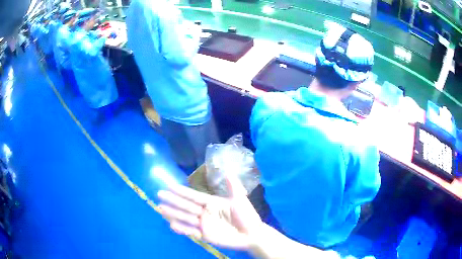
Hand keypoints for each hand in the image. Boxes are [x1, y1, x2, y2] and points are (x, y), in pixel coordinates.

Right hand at [157, 175, 262, 249]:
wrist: (252, 235)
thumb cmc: (247, 216)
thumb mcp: (240, 200)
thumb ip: (233, 186)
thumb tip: (227, 170)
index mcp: (212, 203)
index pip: (193, 196)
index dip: (182, 191)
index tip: (169, 185)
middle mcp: (205, 212)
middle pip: (186, 205)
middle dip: (173, 200)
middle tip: (159, 194)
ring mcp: (204, 224)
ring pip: (185, 217)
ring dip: (173, 213)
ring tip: (160, 209)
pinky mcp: (205, 235)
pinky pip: (190, 232)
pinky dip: (181, 229)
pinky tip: (172, 225)